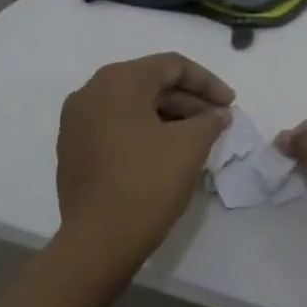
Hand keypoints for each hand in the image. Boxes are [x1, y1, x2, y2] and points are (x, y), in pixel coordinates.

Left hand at [55, 53, 232, 260]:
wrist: (100, 240)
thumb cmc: (148, 181)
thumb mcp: (191, 145)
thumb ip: (211, 120)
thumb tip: (218, 114)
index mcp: (118, 82)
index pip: (171, 66)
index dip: (207, 82)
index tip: (231, 103)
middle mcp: (91, 93)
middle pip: (151, 83)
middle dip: (190, 100)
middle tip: (219, 120)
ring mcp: (77, 123)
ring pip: (134, 106)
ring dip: (170, 116)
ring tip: (200, 136)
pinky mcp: (74, 150)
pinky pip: (118, 126)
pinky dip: (147, 131)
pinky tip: (170, 150)